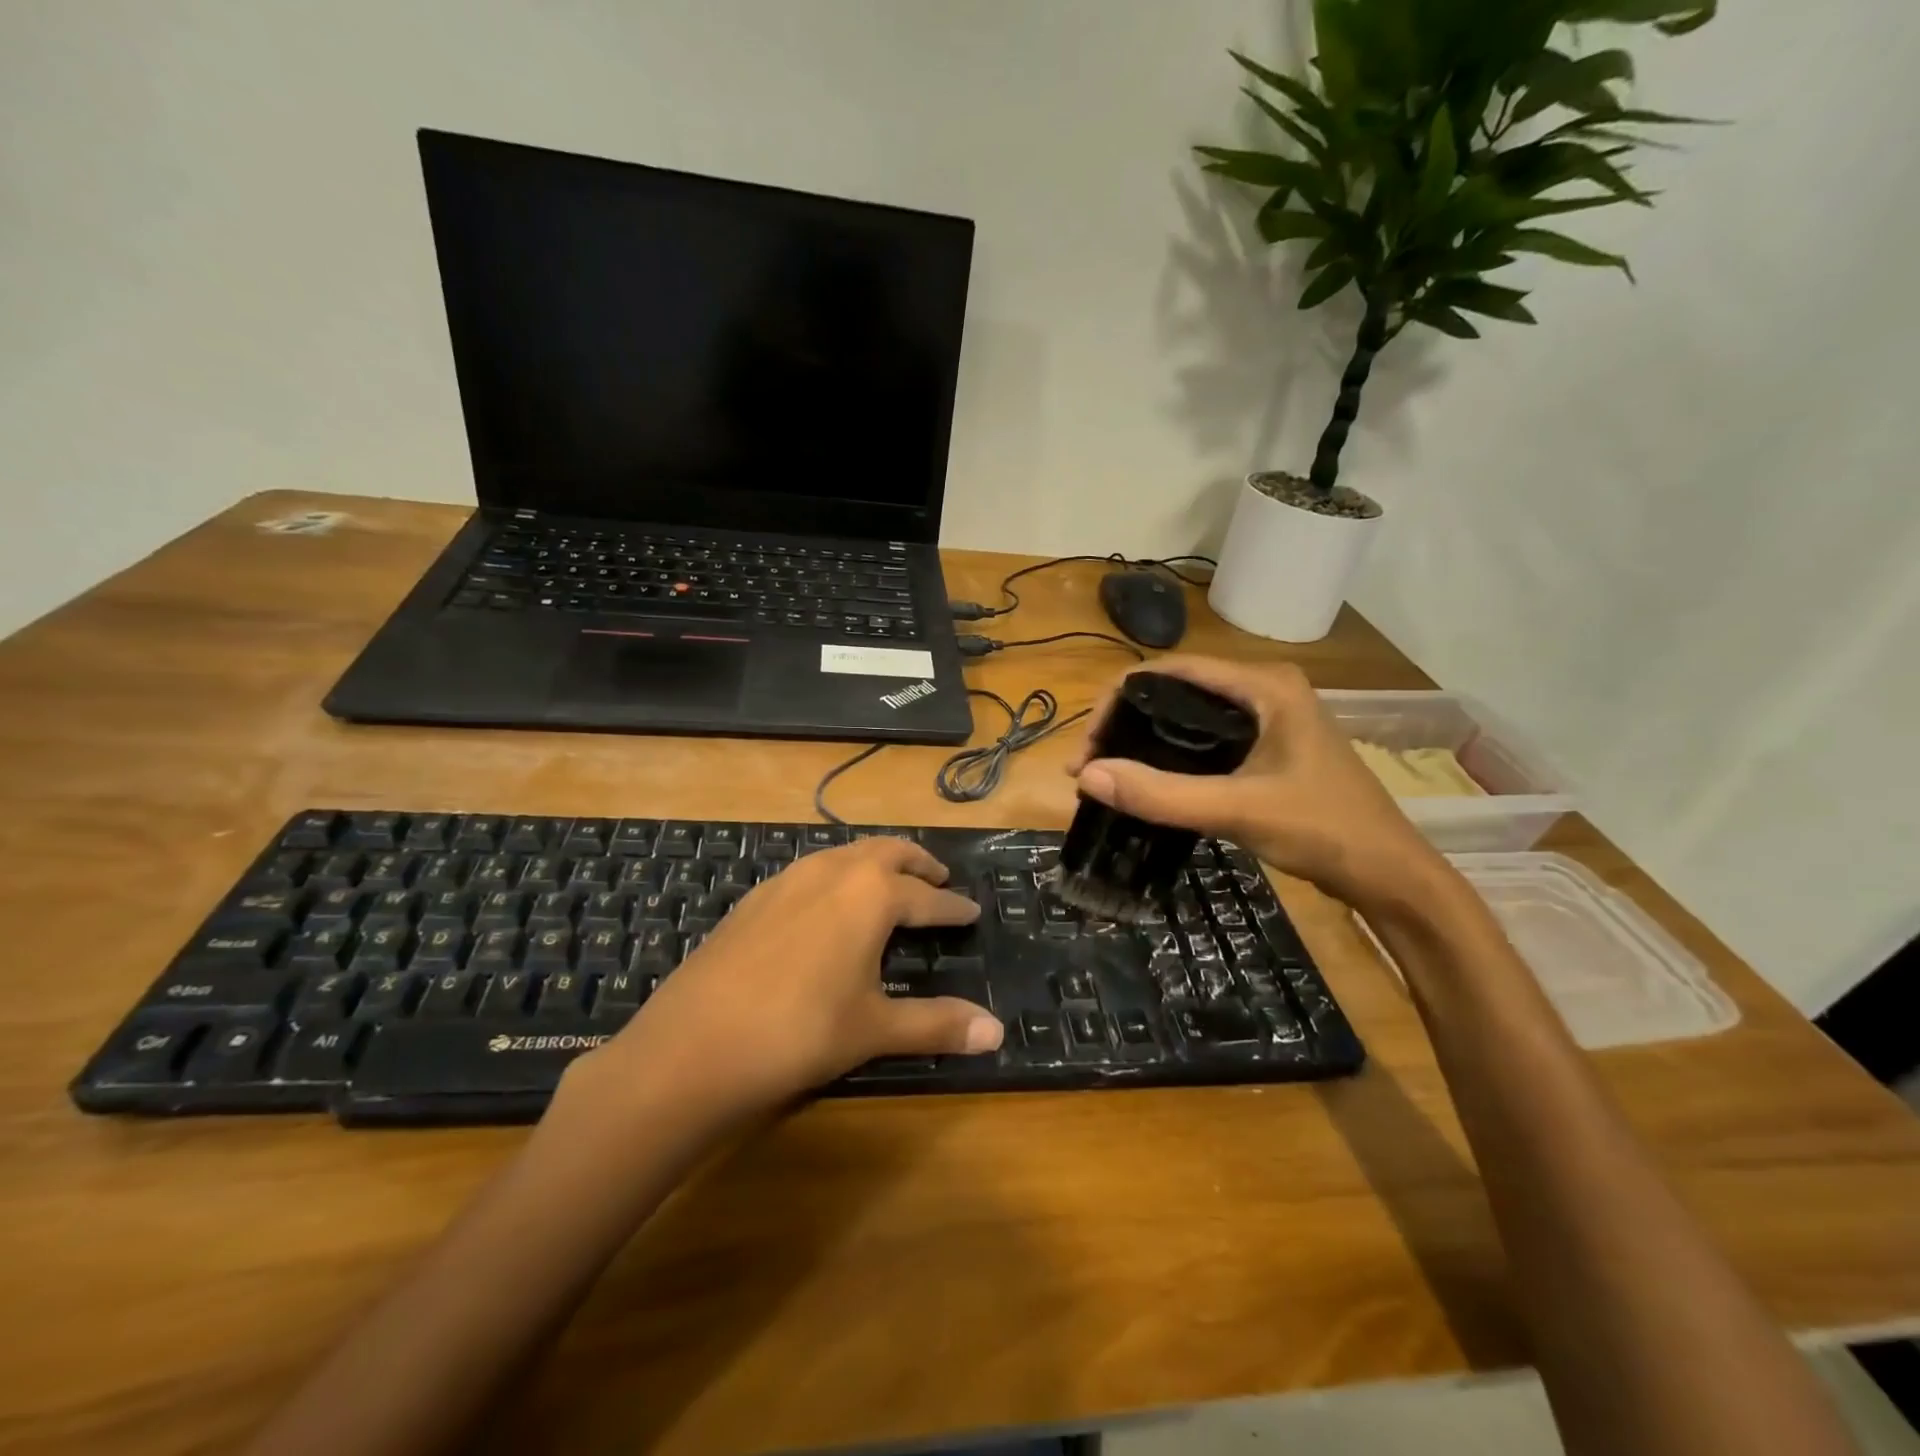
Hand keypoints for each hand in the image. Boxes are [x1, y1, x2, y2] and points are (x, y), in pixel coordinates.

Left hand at [569, 837, 1003, 1117]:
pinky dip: (835, 876)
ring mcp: (787, 880)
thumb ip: (938, 1025)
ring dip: (874, 863)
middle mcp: (832, 872)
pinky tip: (826, 906)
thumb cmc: (799, 1033)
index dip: (953, 906)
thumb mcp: (874, 1029)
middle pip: (886, 853)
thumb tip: (998, 1033)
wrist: (691, 1047)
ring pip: (844, 855)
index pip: (927, 896)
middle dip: (917, 863)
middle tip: (938, 878)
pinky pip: (810, 871)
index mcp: (871, 894)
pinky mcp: (754, 898)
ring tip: (889, 885)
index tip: (972, 910)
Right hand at [1067, 656, 1450, 914]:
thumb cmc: (1324, 830)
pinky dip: (1170, 756)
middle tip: (1091, 766)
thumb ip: (1162, 794)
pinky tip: (1149, 782)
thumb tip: (1087, 776)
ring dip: (1144, 740)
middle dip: (1125, 722)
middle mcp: (1263, 689)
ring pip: (1187, 716)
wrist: (1390, 875)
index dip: (1118, 700)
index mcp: (1263, 685)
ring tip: (1109, 774)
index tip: (1089, 746)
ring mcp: (1268, 718)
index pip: (1169, 670)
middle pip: (1174, 689)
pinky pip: (1204, 739)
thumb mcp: (1238, 810)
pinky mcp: (1268, 747)